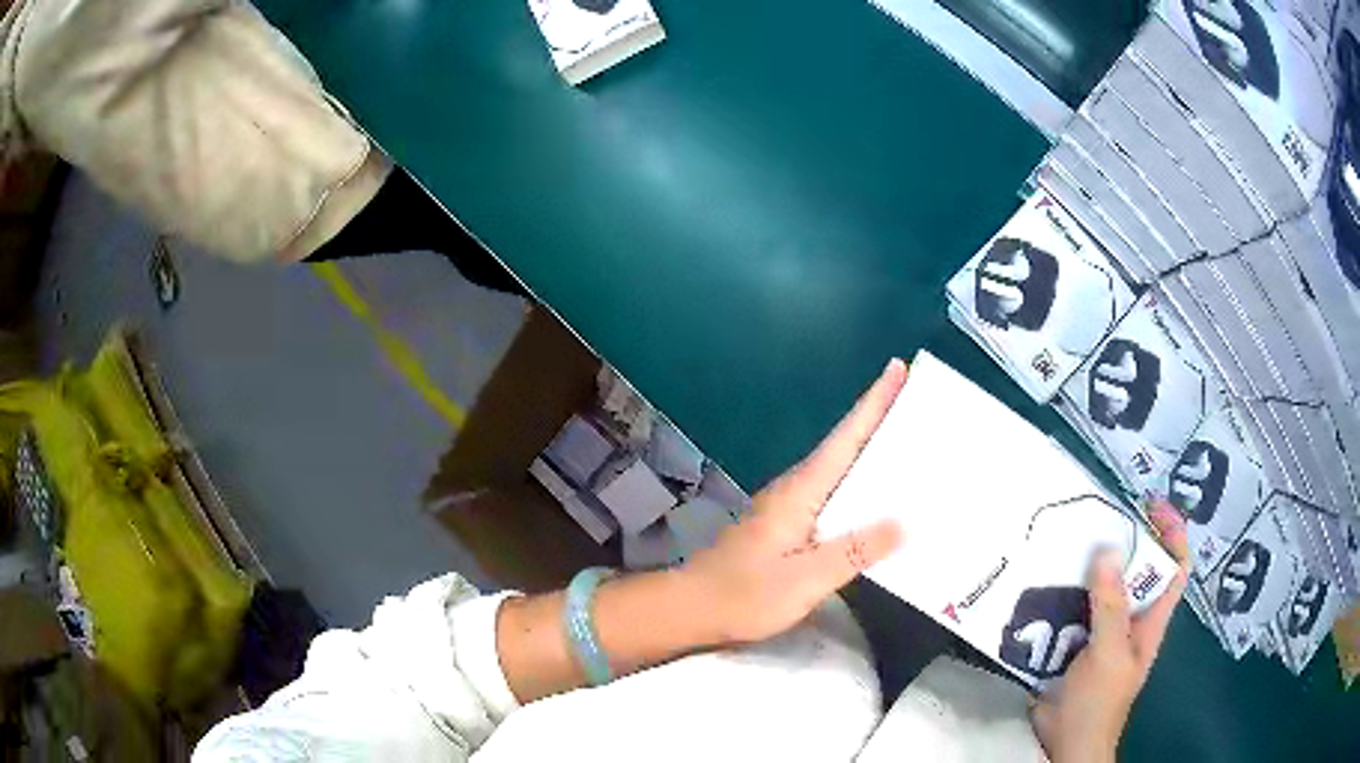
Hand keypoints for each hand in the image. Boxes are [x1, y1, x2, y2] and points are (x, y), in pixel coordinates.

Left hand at [678, 360, 907, 645]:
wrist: (690, 607)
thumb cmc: (744, 594)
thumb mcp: (804, 579)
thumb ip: (853, 551)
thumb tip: (904, 522)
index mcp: (802, 491)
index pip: (847, 437)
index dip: (875, 401)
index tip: (898, 367)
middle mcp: (796, 488)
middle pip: (846, 446)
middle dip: (883, 421)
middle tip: (923, 406)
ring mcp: (789, 505)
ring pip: (839, 469)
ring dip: (873, 453)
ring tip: (913, 447)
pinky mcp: (786, 524)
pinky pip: (832, 494)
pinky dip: (859, 485)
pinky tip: (878, 501)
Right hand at [1030, 501, 1190, 762]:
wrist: (1065, 743)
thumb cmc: (1099, 702)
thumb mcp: (1109, 653)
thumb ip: (1111, 606)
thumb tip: (1109, 549)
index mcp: (1151, 620)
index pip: (1175, 568)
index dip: (1173, 534)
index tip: (1153, 506)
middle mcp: (1131, 619)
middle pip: (1136, 572)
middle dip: (1124, 543)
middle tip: (1098, 517)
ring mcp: (1102, 632)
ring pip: (1101, 589)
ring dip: (1088, 567)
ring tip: (1065, 543)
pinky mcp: (1075, 643)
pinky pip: (1072, 609)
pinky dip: (1062, 593)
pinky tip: (1043, 583)